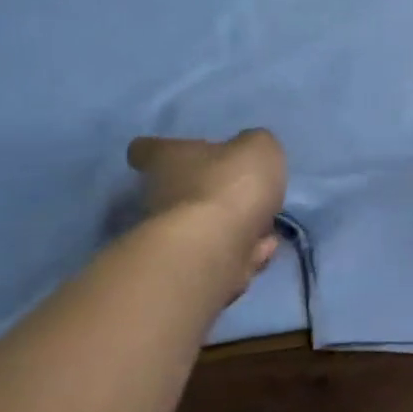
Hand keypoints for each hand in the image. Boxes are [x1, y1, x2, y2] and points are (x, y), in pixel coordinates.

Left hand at [127, 129, 286, 279]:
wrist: (215, 249)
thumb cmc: (231, 185)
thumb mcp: (259, 148)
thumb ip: (255, 144)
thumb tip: (250, 150)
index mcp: (168, 159)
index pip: (146, 149)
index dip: (164, 149)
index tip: (183, 152)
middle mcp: (159, 195)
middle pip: (179, 189)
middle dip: (212, 192)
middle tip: (246, 194)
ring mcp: (172, 235)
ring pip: (205, 225)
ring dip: (233, 227)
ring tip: (265, 229)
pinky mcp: (189, 266)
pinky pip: (220, 255)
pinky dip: (241, 253)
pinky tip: (262, 251)